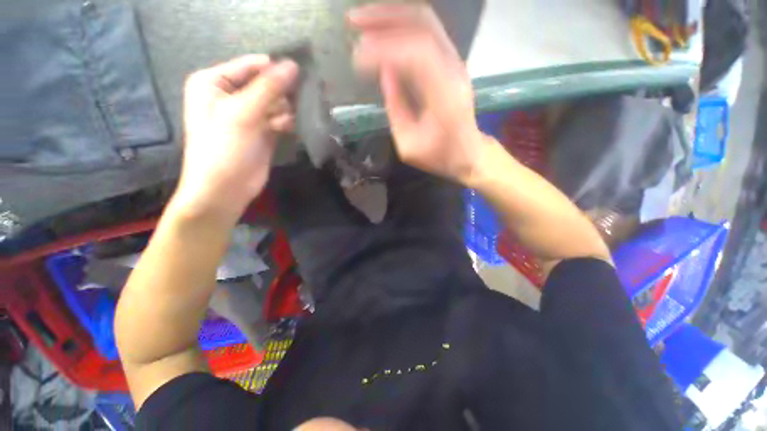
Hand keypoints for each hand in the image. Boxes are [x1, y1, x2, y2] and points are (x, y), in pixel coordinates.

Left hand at [173, 55, 298, 221]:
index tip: (302, 75)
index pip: (252, 66)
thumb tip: (293, 65)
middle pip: (265, 85)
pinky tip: (292, 126)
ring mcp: (248, 115)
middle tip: (304, 97)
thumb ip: (268, 88)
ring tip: (298, 116)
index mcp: (215, 82)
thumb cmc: (223, 148)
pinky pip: (279, 120)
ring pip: (275, 103)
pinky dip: (288, 122)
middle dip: (284, 92)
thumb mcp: (242, 113)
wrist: (224, 190)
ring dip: (288, 109)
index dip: (276, 70)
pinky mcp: (262, 132)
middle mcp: (230, 96)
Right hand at [349, 4, 486, 183]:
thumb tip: (383, 73)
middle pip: (422, 23)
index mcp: (445, 94)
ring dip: (392, 15)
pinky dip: (402, 25)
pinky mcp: (451, 63)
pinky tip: (383, 30)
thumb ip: (395, 108)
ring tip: (362, 20)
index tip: (356, 58)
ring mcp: (455, 62)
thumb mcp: (409, 144)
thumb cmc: (438, 155)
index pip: (416, 52)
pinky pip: (427, 32)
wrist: (467, 153)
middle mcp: (454, 70)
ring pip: (425, 21)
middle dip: (384, 17)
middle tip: (352, 21)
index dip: (383, 48)